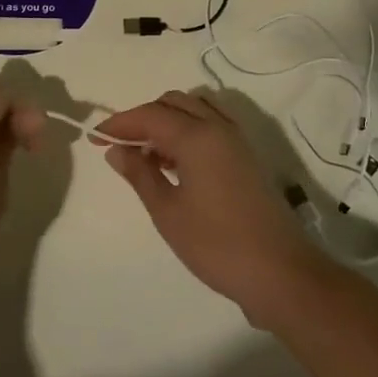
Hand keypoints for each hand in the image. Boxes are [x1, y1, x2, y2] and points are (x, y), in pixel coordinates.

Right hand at [99, 90, 336, 326]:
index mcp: (197, 136)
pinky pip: (211, 126)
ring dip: (167, 122)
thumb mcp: (167, 212)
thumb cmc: (217, 245)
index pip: (150, 114)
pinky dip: (188, 131)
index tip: (96, 138)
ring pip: (195, 110)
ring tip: (147, 155)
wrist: (281, 274)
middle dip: (143, 117)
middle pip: (174, 103)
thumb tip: (116, 150)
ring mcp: (237, 141)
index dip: (120, 123)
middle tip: (121, 145)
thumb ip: (140, 174)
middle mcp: (218, 128)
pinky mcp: (247, 158)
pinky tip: (175, 163)